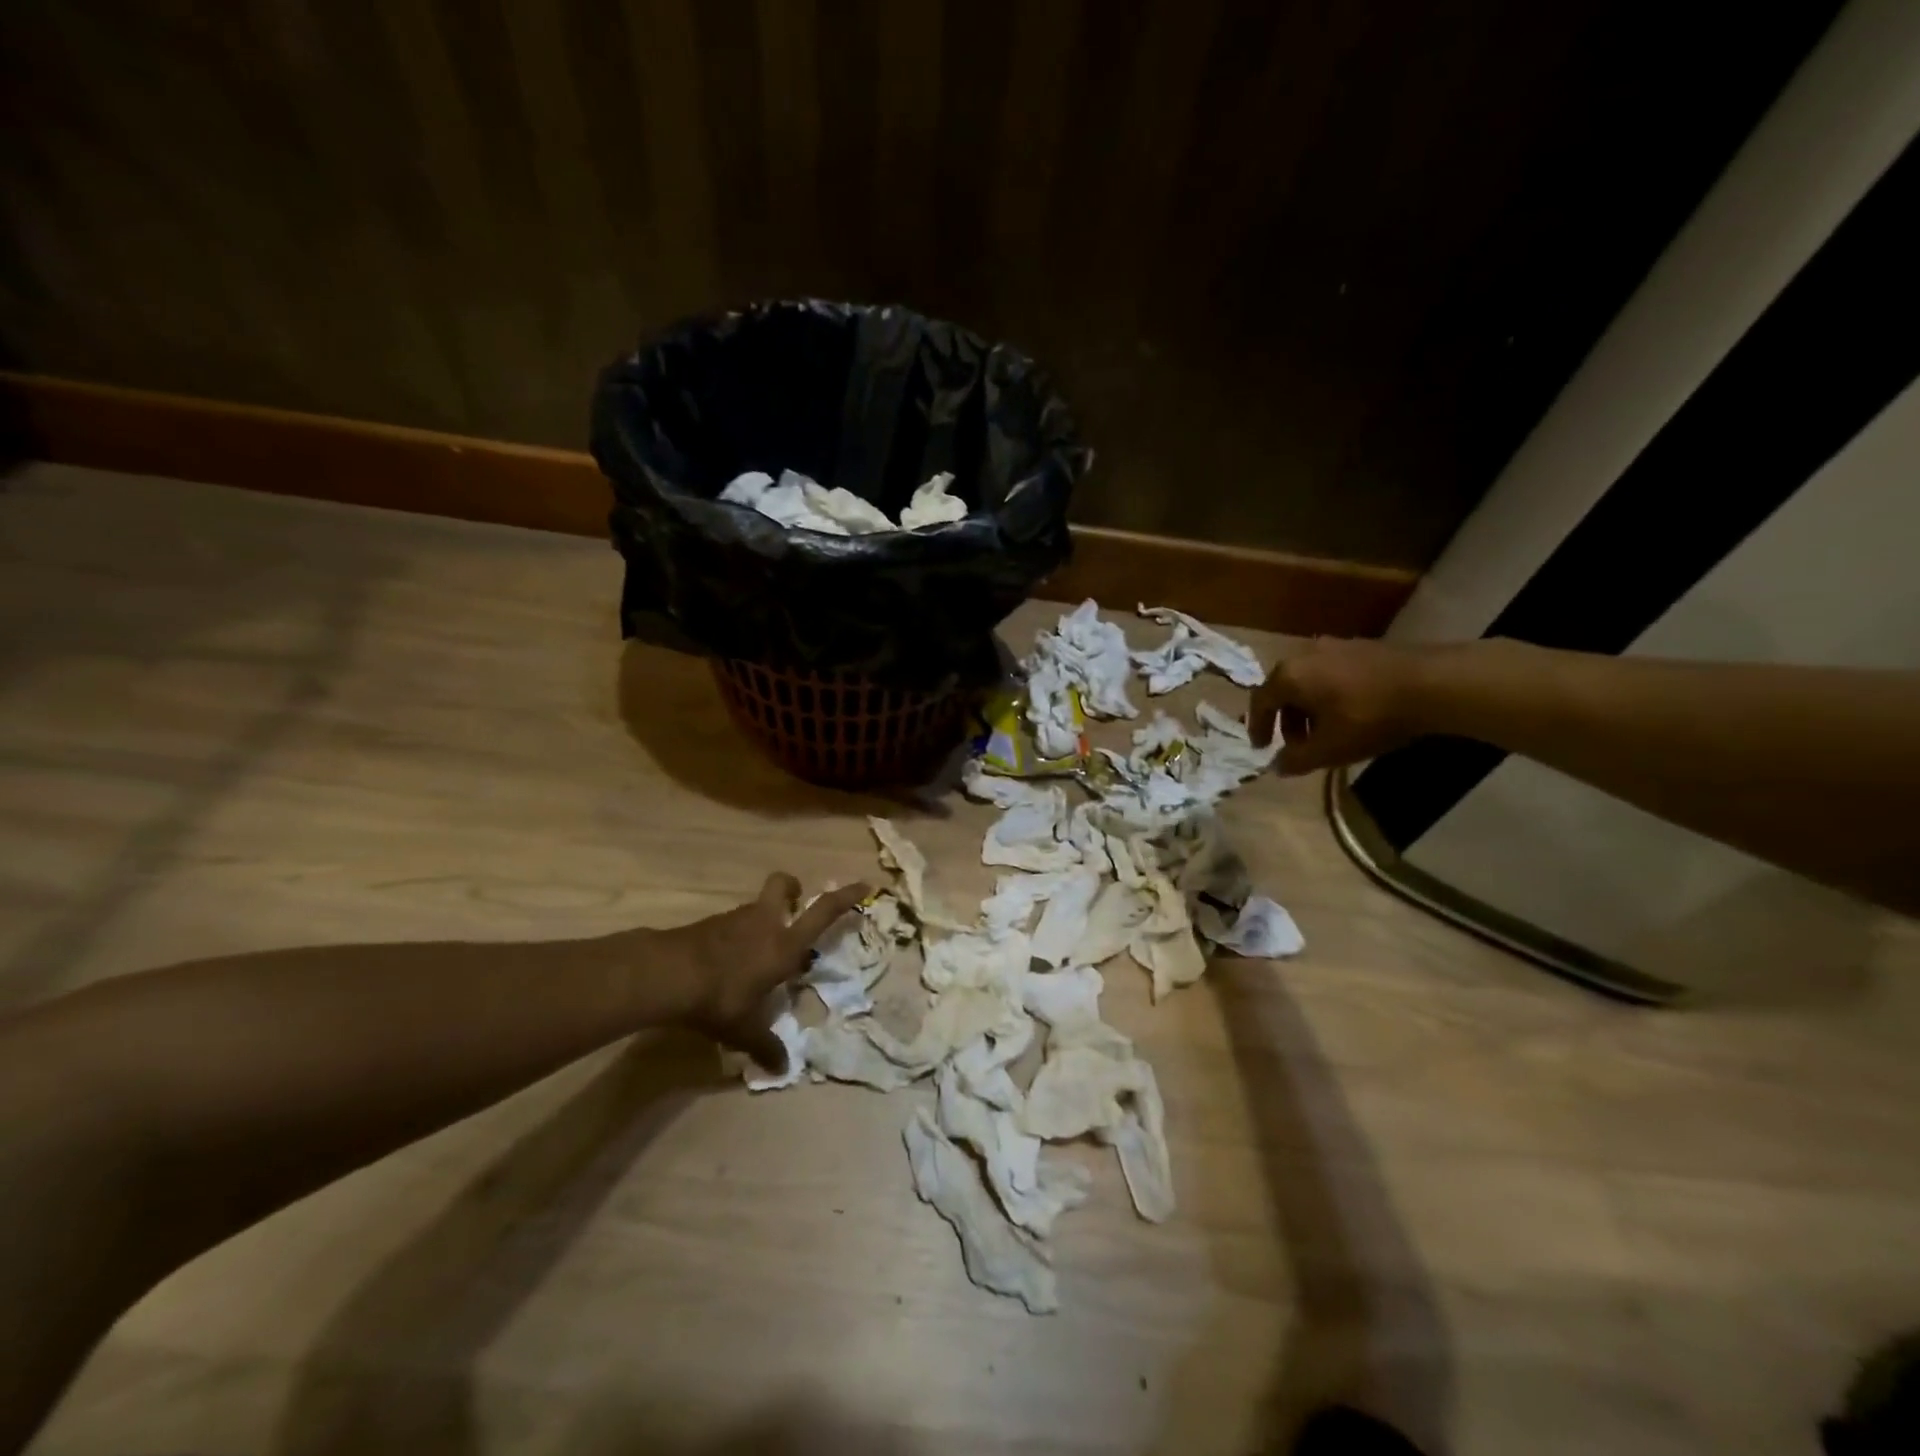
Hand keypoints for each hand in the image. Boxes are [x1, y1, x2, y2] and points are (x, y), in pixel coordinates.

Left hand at [652, 874, 870, 1071]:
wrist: (667, 974)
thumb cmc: (719, 997)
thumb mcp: (744, 1028)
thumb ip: (765, 1046)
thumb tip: (783, 1069)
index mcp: (784, 944)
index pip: (823, 912)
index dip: (846, 896)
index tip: (864, 884)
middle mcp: (764, 923)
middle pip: (783, 886)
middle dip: (792, 888)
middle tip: (793, 905)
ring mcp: (735, 919)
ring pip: (756, 907)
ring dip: (762, 920)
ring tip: (756, 954)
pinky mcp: (710, 924)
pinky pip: (733, 923)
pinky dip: (737, 936)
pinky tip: (727, 963)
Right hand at [1248, 637, 1441, 773]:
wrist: (1432, 684)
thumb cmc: (1369, 718)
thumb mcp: (1329, 749)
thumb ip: (1297, 760)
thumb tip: (1277, 766)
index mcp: (1289, 676)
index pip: (1260, 702)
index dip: (1258, 727)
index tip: (1262, 748)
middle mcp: (1305, 654)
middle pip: (1284, 689)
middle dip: (1286, 719)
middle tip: (1298, 744)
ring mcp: (1335, 646)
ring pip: (1309, 680)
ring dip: (1309, 707)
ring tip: (1326, 730)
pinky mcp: (1362, 646)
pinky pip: (1331, 672)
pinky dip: (1329, 693)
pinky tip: (1349, 712)